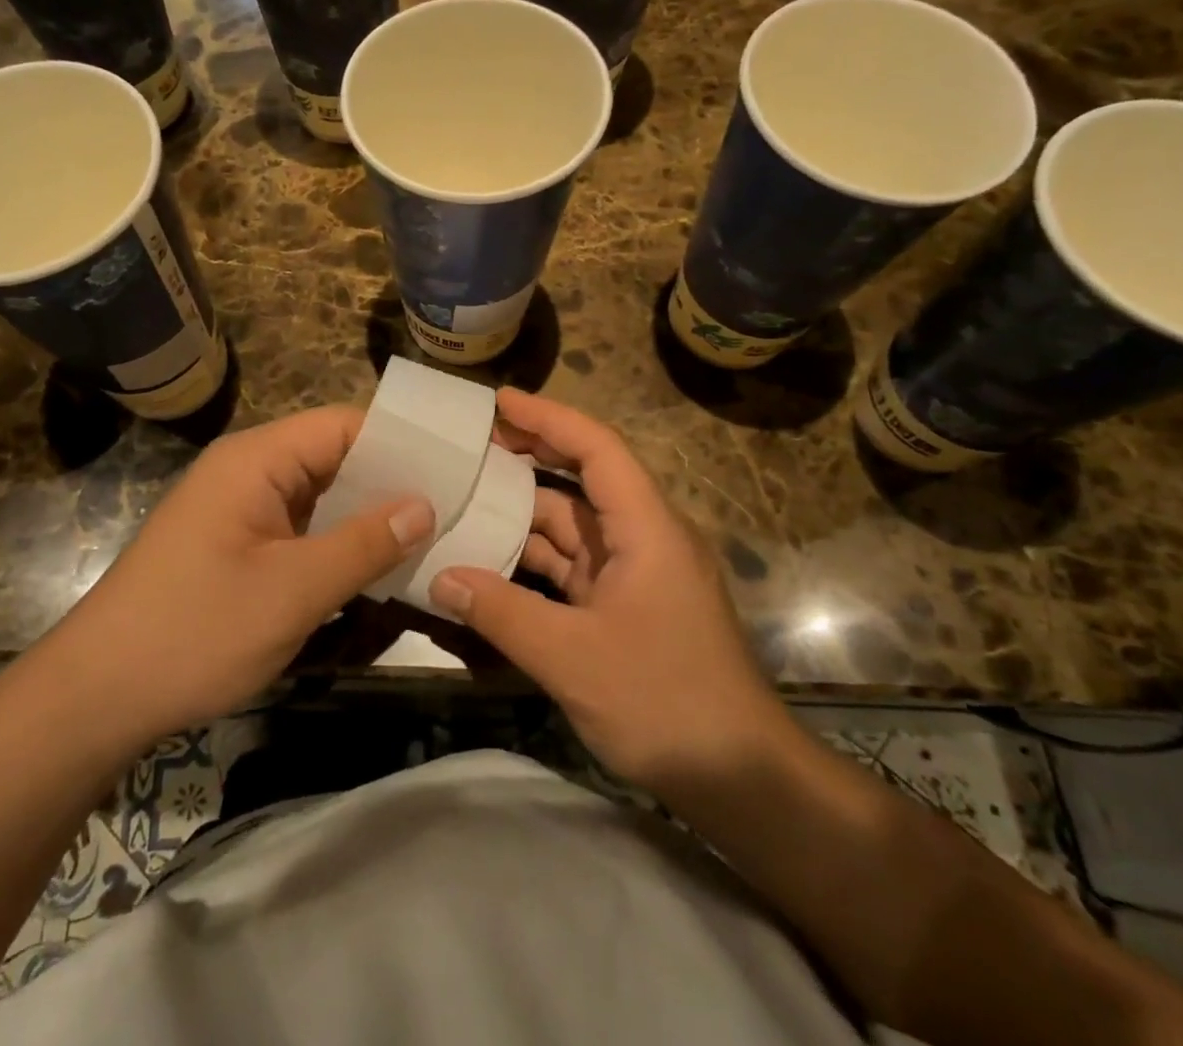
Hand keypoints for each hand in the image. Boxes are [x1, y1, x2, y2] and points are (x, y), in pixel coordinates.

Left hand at [67, 406, 432, 745]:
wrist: (95, 698)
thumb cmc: (194, 632)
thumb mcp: (292, 591)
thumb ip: (363, 544)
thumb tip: (424, 505)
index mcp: (256, 461)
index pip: (342, 426)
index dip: (400, 442)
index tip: (455, 466)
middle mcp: (248, 473)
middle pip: (334, 458)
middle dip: (390, 481)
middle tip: (457, 503)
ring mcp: (241, 511)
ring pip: (320, 497)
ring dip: (367, 516)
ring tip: (434, 532)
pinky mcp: (238, 547)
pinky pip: (301, 529)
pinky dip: (338, 542)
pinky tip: (379, 565)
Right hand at [429, 389, 788, 798]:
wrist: (742, 781)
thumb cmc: (666, 702)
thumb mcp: (573, 658)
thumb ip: (502, 613)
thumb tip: (440, 577)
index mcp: (648, 528)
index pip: (598, 448)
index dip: (549, 417)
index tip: (500, 401)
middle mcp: (646, 538)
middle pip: (584, 479)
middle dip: (532, 455)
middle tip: (474, 443)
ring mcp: (638, 574)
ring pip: (576, 527)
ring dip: (526, 513)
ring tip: (468, 497)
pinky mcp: (629, 607)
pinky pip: (575, 567)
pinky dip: (536, 559)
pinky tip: (493, 561)